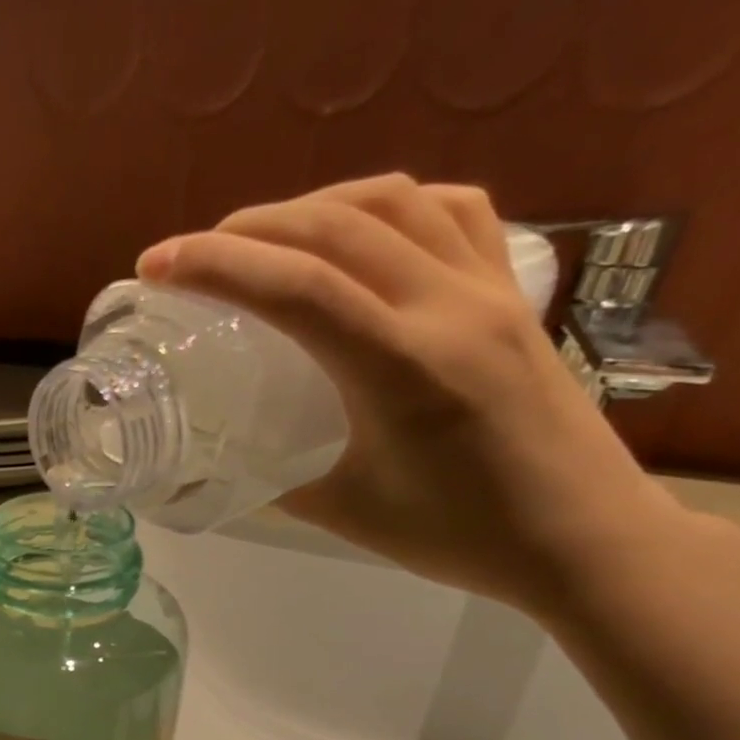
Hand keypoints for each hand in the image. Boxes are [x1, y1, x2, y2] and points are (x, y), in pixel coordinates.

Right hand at [137, 174, 727, 618]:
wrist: (582, 538)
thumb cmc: (460, 537)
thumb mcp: (346, 514)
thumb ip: (277, 480)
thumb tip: (224, 463)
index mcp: (401, 368)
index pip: (296, 287)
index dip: (215, 266)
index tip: (157, 266)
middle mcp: (448, 307)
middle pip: (337, 226)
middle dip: (251, 228)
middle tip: (196, 254)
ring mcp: (490, 290)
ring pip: (396, 202)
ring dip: (316, 205)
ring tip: (268, 237)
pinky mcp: (514, 294)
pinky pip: (454, 213)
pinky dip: (392, 206)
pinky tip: (363, 232)